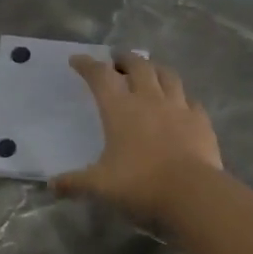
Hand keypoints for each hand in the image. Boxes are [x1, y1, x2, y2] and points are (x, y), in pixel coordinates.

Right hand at [52, 53, 223, 222]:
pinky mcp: (201, 120)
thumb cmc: (140, 184)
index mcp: (120, 109)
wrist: (192, 194)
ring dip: (155, 69)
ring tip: (149, 72)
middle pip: (138, 65)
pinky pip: (190, 100)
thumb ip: (75, 183)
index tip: (78, 60)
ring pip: (167, 75)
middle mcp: (149, 100)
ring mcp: (179, 107)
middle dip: (124, 59)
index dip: (87, 65)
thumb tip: (51, 186)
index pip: (100, 76)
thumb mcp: (100, 186)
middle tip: (117, 62)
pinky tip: (180, 104)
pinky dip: (181, 97)